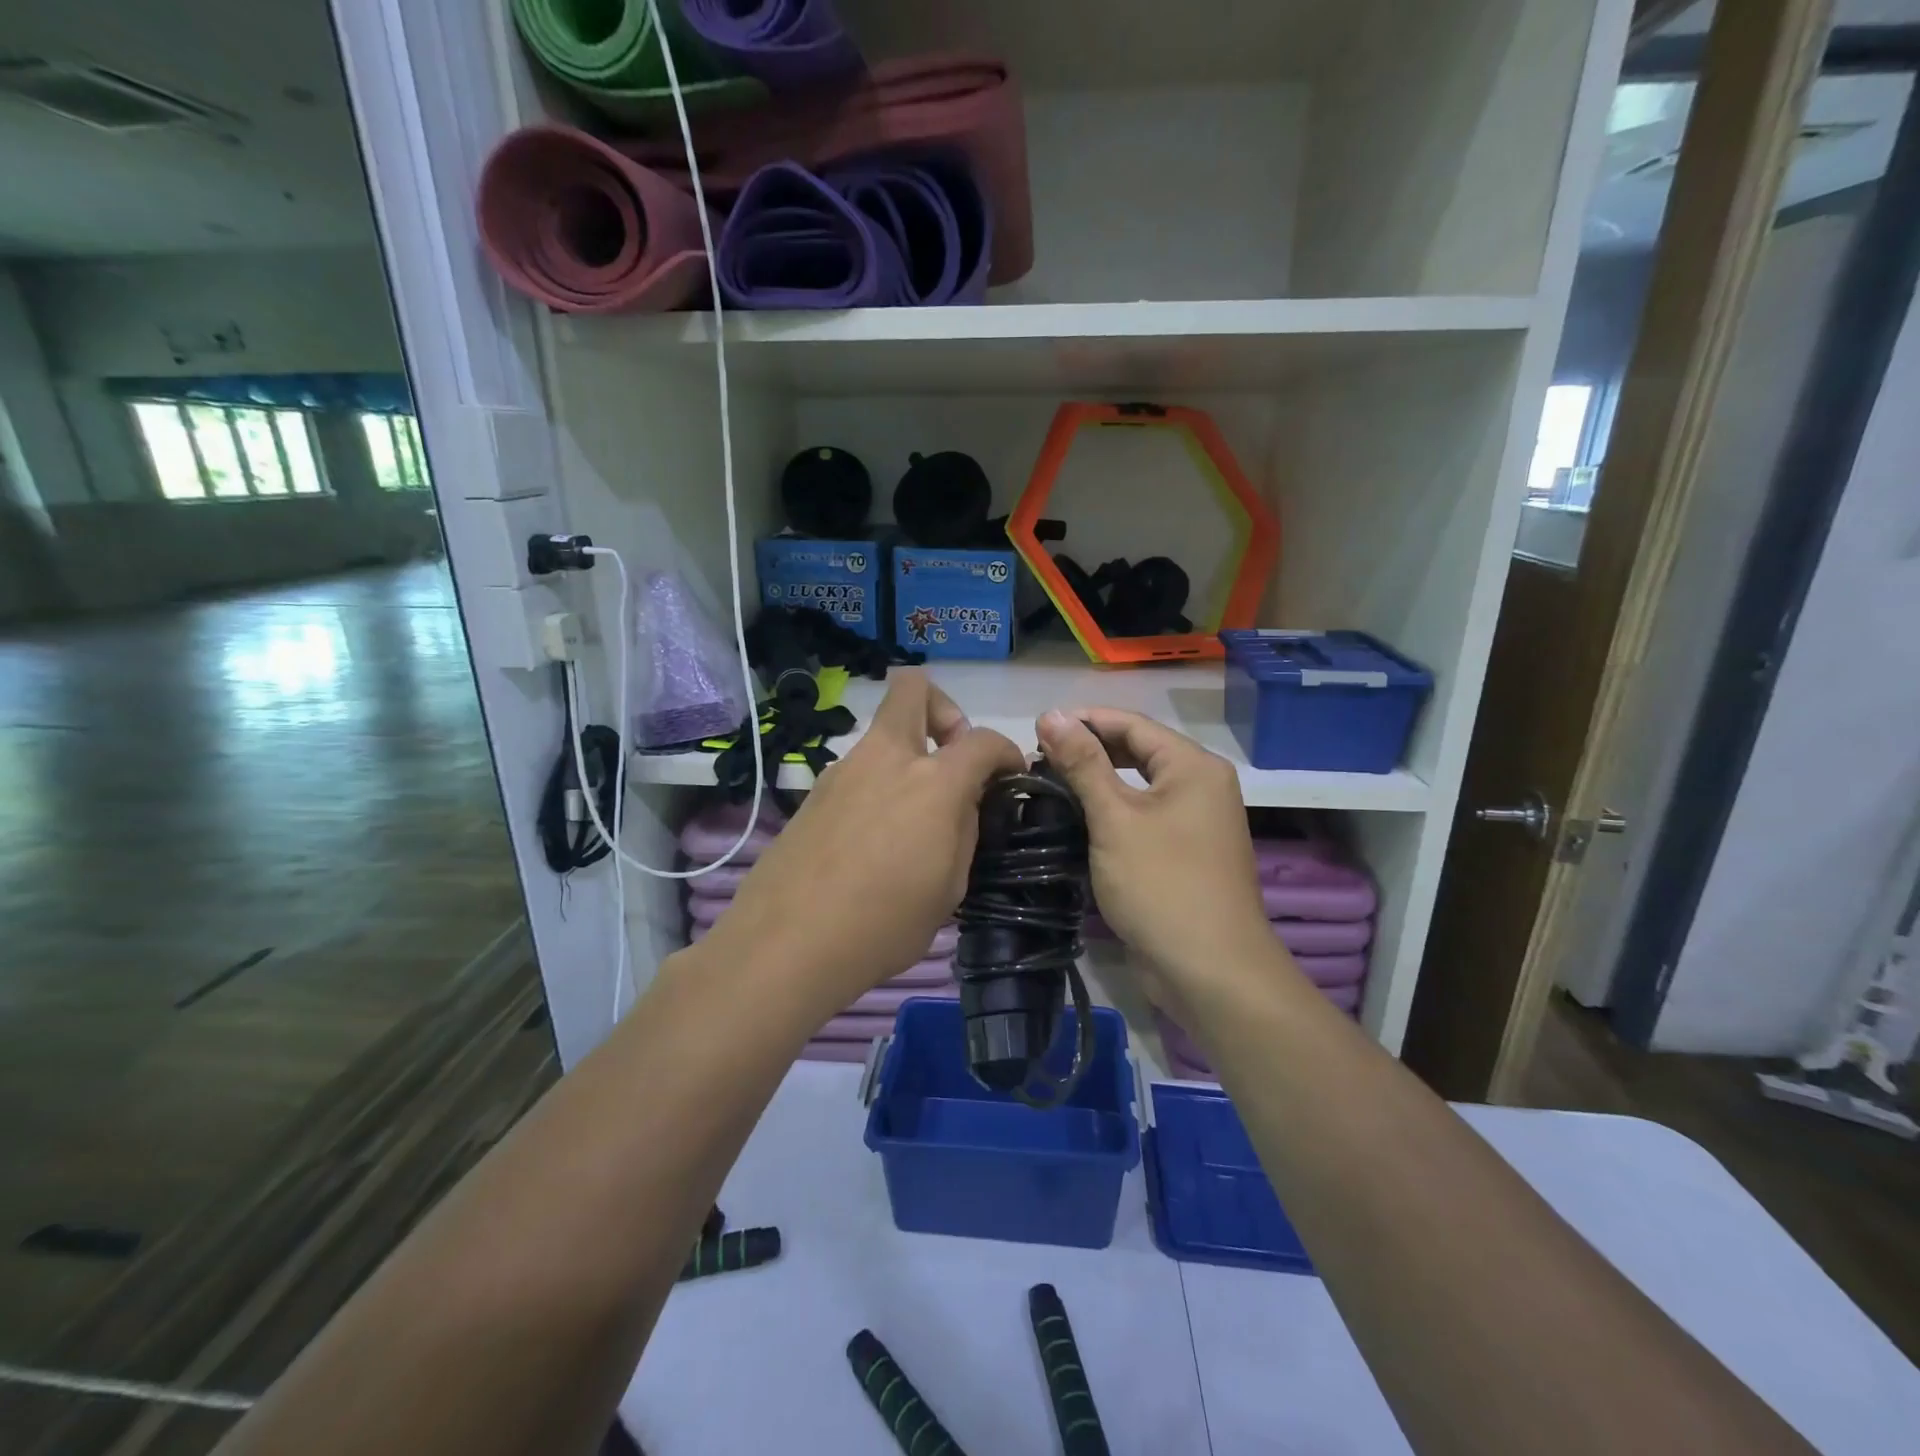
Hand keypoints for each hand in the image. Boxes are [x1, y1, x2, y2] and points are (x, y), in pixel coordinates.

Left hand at [709, 671, 1023, 1019]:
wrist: (786, 943)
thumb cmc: (883, 924)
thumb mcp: (949, 888)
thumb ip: (964, 831)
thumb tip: (964, 803)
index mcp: (932, 781)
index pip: (983, 740)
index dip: (1007, 753)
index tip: (1010, 776)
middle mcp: (887, 758)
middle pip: (913, 688)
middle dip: (944, 709)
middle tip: (952, 757)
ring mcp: (843, 770)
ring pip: (883, 734)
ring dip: (908, 755)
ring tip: (913, 816)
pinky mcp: (814, 792)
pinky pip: (858, 770)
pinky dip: (878, 784)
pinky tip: (874, 837)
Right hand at [1037, 708, 1278, 1005]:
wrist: (1211, 971)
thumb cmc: (1162, 884)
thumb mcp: (1115, 819)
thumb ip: (1083, 764)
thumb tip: (1051, 714)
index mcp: (1193, 766)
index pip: (1133, 724)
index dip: (1085, 720)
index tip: (1037, 726)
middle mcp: (1201, 786)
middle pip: (1138, 751)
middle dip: (1090, 749)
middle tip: (1039, 756)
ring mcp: (1196, 822)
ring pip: (1139, 786)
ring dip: (1097, 781)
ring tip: (1050, 783)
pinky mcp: (1184, 853)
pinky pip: (1143, 817)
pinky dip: (1112, 811)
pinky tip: (1077, 818)